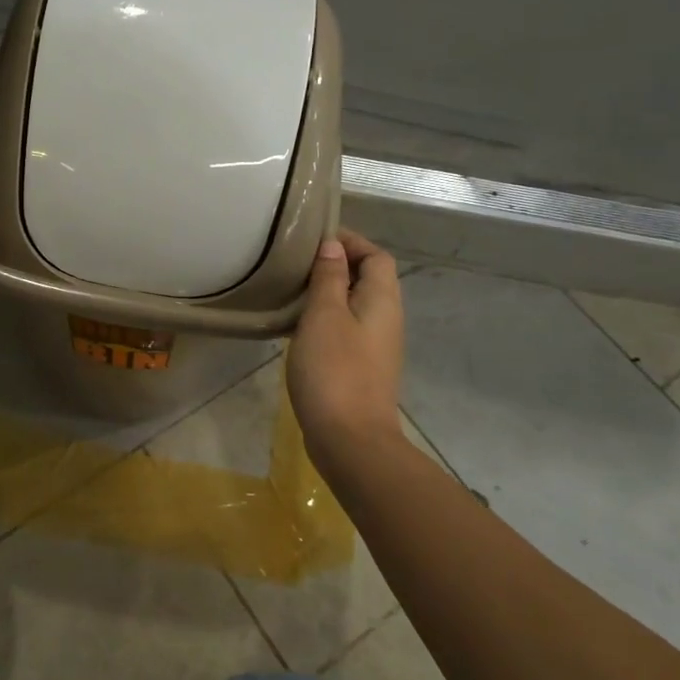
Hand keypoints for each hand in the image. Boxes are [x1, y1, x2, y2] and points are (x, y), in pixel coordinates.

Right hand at [286, 230, 404, 460]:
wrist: (351, 440)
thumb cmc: (335, 370)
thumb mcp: (325, 315)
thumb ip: (329, 277)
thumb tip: (333, 246)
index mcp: (382, 300)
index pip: (377, 256)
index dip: (351, 241)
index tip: (314, 239)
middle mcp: (386, 319)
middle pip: (369, 278)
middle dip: (338, 265)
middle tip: (298, 263)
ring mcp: (376, 346)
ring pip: (356, 305)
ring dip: (329, 293)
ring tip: (293, 290)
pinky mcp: (362, 368)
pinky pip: (347, 329)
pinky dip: (326, 319)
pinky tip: (299, 327)